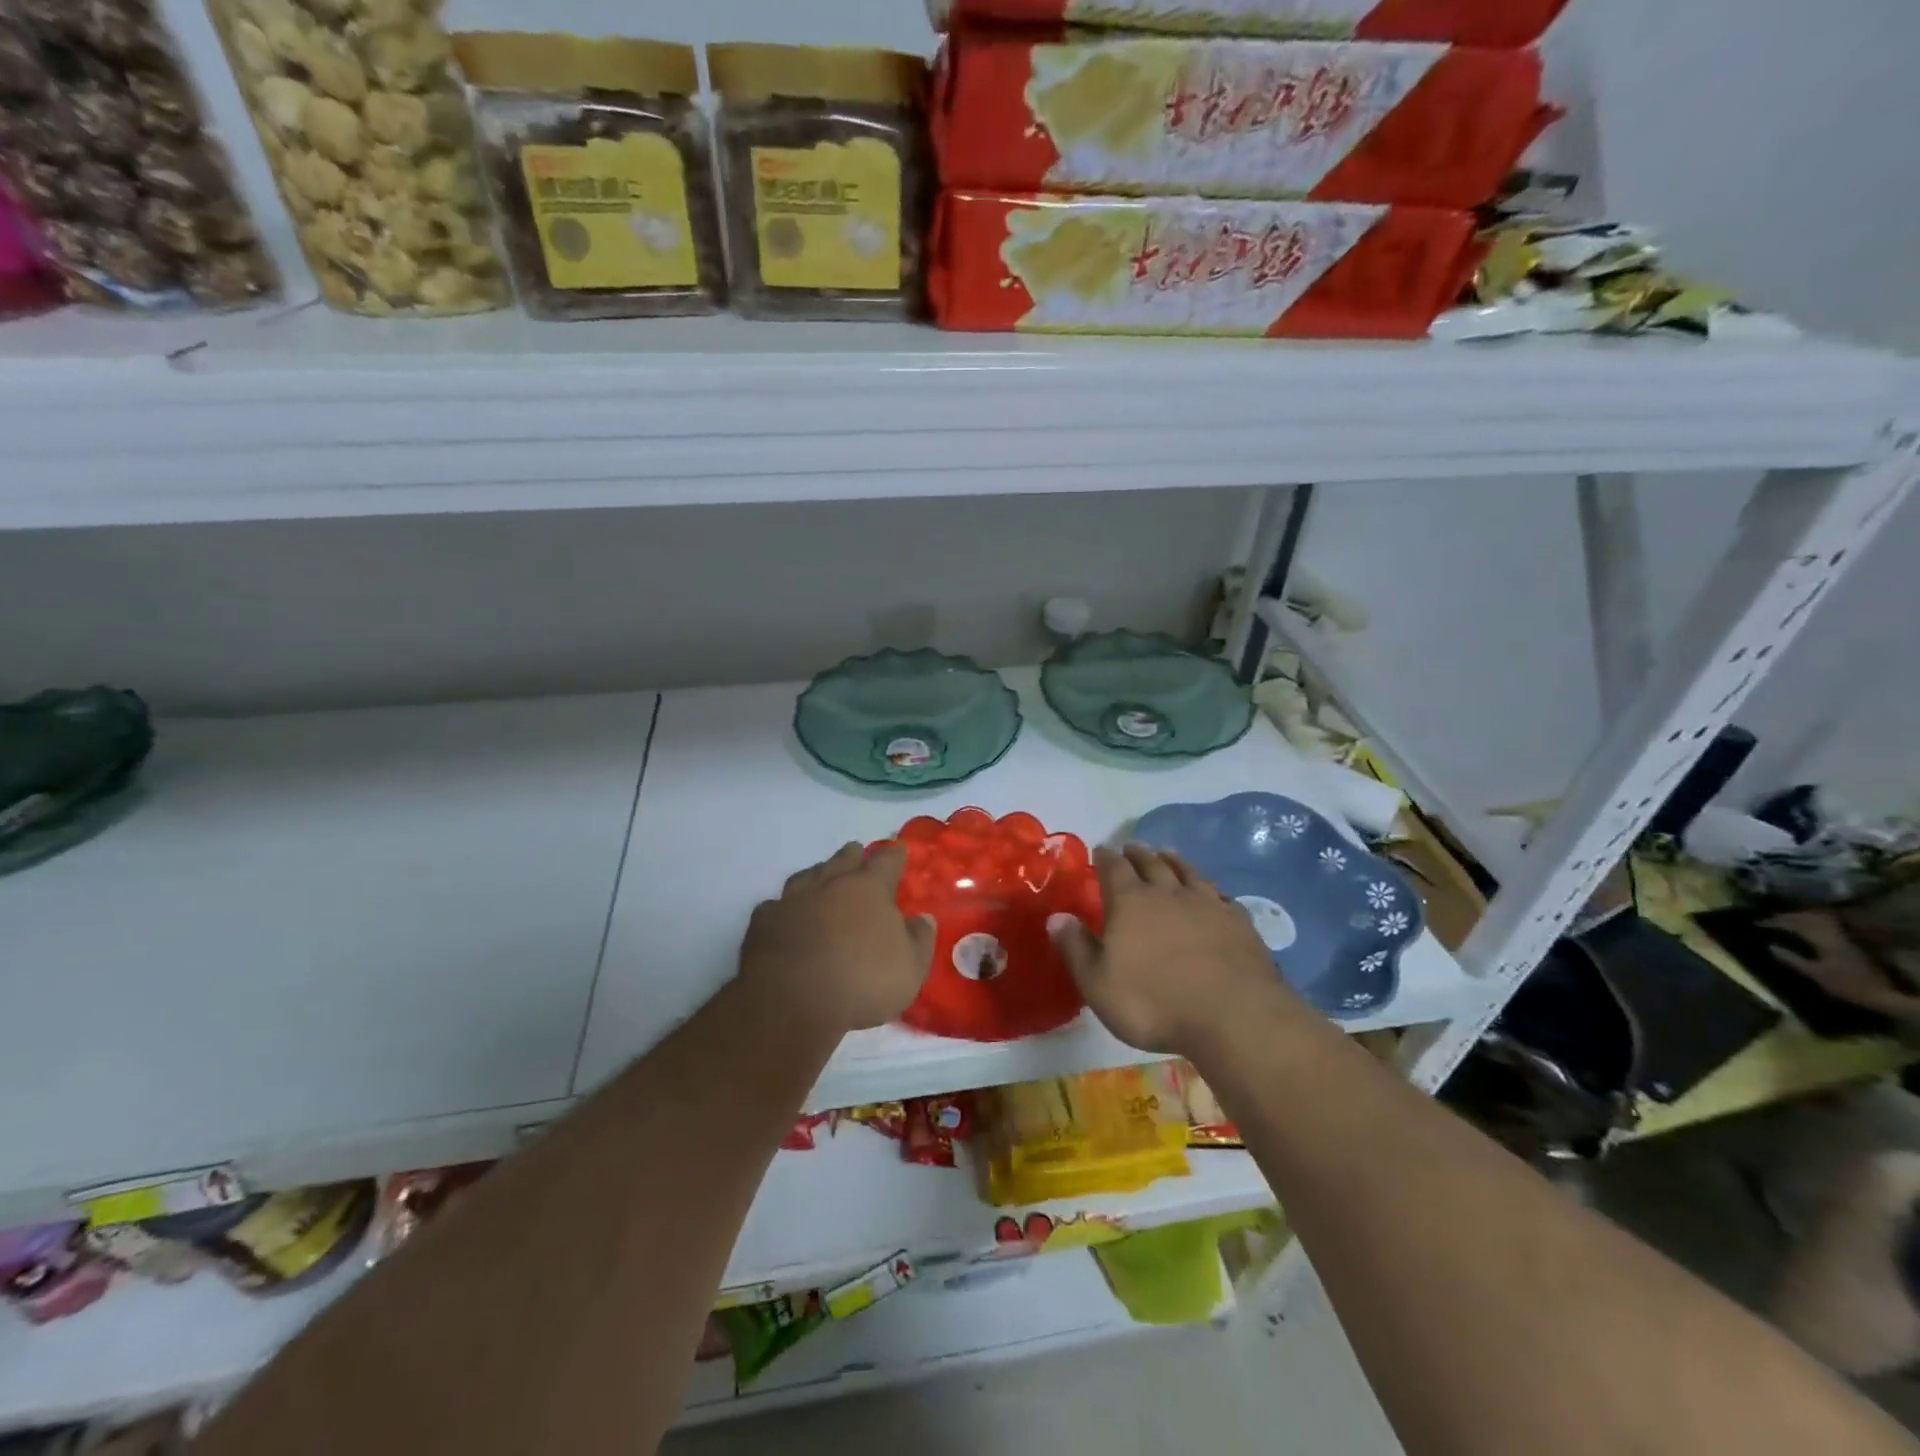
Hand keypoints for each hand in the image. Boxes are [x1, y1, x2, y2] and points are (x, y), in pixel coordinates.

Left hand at [741, 843, 936, 1034]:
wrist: (792, 1002)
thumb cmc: (862, 982)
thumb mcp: (911, 968)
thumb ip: (920, 939)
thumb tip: (922, 918)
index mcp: (869, 888)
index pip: (886, 860)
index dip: (894, 855)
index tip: (898, 852)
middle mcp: (830, 883)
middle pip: (844, 858)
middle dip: (854, 856)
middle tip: (858, 858)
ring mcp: (793, 899)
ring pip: (807, 875)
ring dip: (818, 875)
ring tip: (822, 880)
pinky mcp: (764, 921)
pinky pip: (775, 906)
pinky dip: (784, 909)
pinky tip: (785, 917)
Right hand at [1051, 844, 1292, 1055]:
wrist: (1233, 1016)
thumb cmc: (1154, 1003)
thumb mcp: (1098, 983)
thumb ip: (1076, 948)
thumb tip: (1056, 917)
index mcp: (1130, 903)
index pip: (1113, 869)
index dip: (1105, 858)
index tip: (1100, 850)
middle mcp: (1168, 894)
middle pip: (1151, 864)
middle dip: (1138, 854)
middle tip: (1131, 847)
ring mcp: (1208, 905)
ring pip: (1188, 873)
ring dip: (1175, 861)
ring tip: (1167, 853)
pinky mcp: (1239, 923)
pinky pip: (1222, 897)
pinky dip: (1212, 891)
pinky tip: (1213, 894)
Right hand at [1769, 909, 1919, 1023]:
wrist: (1884, 996)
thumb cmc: (1846, 986)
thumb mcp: (1815, 975)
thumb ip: (1792, 960)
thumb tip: (1770, 946)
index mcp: (1824, 941)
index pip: (1795, 924)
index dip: (1775, 922)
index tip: (1757, 922)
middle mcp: (1835, 935)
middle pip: (1808, 918)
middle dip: (1786, 916)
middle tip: (1768, 919)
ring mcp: (1844, 939)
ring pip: (1819, 921)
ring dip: (1800, 918)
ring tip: (1784, 921)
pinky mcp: (1849, 944)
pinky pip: (1826, 927)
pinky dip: (1811, 925)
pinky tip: (1804, 930)